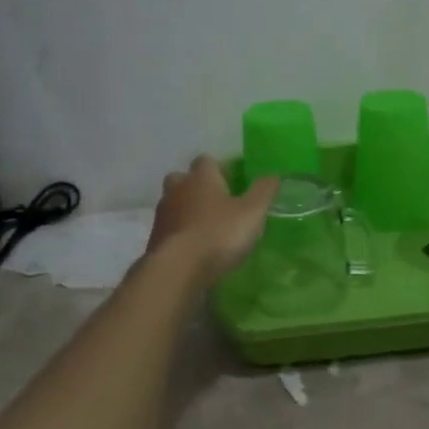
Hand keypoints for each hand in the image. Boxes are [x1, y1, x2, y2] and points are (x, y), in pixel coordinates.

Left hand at [146, 155, 276, 284]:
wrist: (179, 268)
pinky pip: (169, 228)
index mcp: (201, 178)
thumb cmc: (219, 233)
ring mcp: (162, 214)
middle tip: (215, 202)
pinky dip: (179, 233)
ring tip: (205, 228)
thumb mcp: (252, 212)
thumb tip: (274, 175)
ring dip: (186, 211)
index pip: (206, 160)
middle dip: (196, 186)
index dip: (219, 169)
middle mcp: (177, 189)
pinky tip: (193, 248)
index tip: (232, 182)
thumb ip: (264, 191)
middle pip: (182, 178)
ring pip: (173, 204)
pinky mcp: (154, 238)